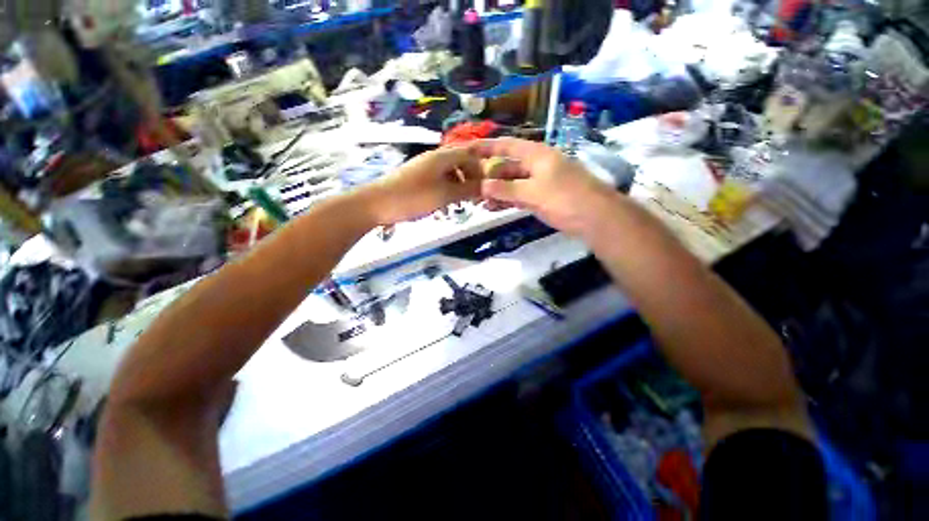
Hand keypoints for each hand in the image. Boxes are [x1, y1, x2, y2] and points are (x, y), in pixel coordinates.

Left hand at [363, 146, 482, 224]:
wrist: (377, 204)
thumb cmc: (413, 197)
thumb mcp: (445, 195)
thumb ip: (467, 189)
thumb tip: (488, 186)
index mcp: (442, 157)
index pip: (469, 154)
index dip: (481, 168)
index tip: (488, 185)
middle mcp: (434, 158)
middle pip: (460, 163)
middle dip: (471, 178)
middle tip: (477, 196)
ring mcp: (424, 168)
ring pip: (449, 173)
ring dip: (459, 186)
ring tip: (463, 203)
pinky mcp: (417, 179)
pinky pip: (439, 181)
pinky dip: (447, 190)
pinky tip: (446, 205)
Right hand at [474, 138, 618, 236]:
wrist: (596, 218)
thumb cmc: (565, 199)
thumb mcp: (532, 193)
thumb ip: (506, 189)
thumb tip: (482, 186)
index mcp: (537, 155)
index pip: (506, 146)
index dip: (486, 147)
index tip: (467, 150)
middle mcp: (538, 164)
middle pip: (508, 165)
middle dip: (489, 175)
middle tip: (470, 184)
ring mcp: (542, 181)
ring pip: (513, 182)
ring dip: (497, 190)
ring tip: (479, 200)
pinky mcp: (544, 196)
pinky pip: (521, 195)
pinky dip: (508, 200)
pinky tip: (495, 207)